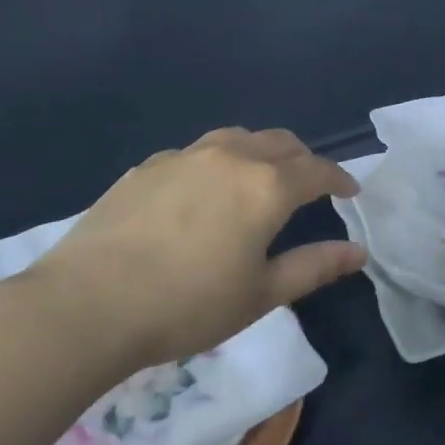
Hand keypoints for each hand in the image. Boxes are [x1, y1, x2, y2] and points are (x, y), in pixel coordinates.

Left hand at [7, 127, 364, 373]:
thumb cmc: (187, 305)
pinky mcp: (147, 167)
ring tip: (261, 177)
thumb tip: (358, 251)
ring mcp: (184, 157)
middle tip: (310, 184)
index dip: (339, 178)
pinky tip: (204, 191)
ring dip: (261, 151)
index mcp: (266, 186)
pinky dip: (218, 162)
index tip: (350, 191)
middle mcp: (230, 157)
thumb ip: (314, 267)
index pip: (317, 170)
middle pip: (280, 142)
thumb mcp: (261, 294)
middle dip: (303, 159)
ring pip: (237, 138)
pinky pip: (197, 152)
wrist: (87, 304)